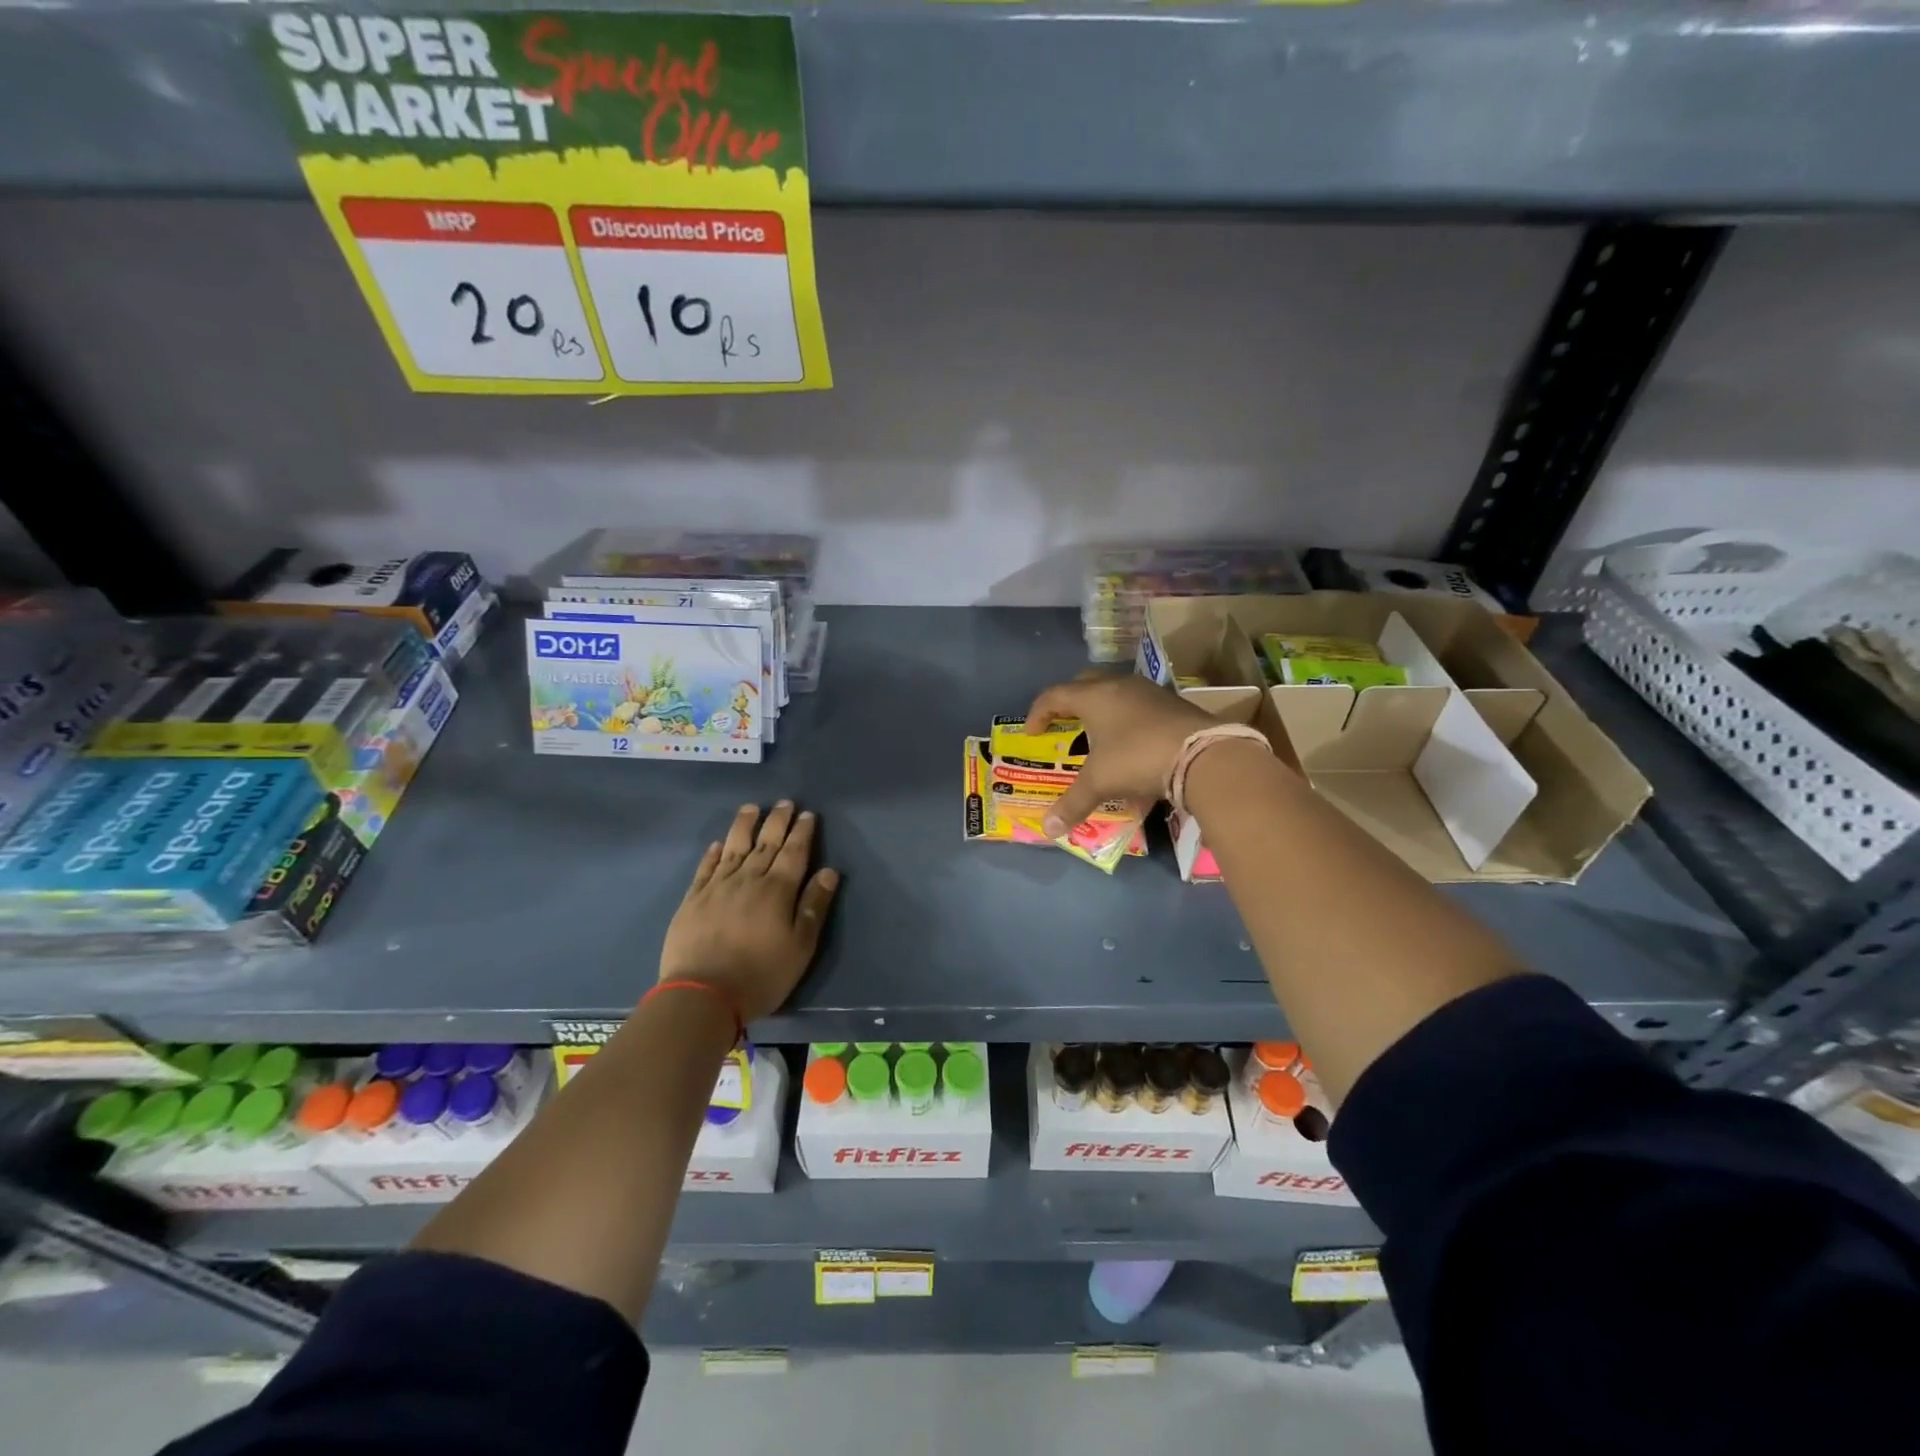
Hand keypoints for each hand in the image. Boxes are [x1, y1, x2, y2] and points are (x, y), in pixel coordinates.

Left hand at [658, 802, 840, 1023]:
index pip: (794, 852)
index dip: (802, 832)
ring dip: (745, 826)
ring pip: (734, 847)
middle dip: (777, 821)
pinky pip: (706, 868)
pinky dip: (714, 853)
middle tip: (785, 803)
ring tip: (752, 808)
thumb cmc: (761, 974)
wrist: (702, 994)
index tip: (807, 814)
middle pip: (766, 844)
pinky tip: (719, 844)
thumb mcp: (800, 946)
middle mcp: (748, 879)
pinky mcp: (693, 900)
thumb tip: (828, 872)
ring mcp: (717, 887)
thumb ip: (814, 906)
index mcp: (778, 890)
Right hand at [1023, 674, 1215, 836]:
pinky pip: (1139, 705)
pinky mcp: (1173, 704)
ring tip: (1098, 734)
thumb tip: (1048, 829)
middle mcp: (1120, 686)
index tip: (1032, 733)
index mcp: (1095, 697)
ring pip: (1116, 692)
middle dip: (1070, 701)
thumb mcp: (1100, 782)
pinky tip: (1132, 743)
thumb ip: (1072, 803)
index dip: (1039, 712)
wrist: (1203, 755)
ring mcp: (1150, 692)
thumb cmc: (1137, 759)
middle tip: (1064, 723)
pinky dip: (1127, 718)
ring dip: (1102, 708)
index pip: (1055, 695)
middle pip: (1085, 683)